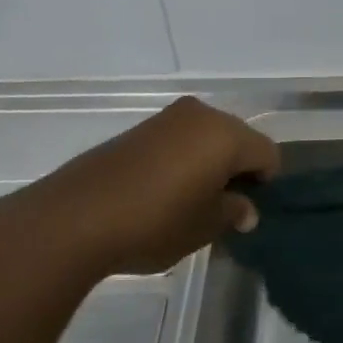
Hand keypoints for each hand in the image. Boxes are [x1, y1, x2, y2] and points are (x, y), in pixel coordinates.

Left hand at [22, 97, 279, 276]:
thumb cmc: (155, 222)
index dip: (265, 181)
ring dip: (209, 161)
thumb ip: (233, 212)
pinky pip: (180, 138)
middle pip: (238, 138)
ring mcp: (169, 117)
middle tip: (224, 205)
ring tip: (192, 199)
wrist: (75, 216)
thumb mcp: (204, 227)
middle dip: (238, 167)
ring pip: (207, 136)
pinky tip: (166, 189)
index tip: (248, 210)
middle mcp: (203, 115)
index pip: (267, 153)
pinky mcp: (141, 127)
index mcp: (228, 134)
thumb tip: (246, 209)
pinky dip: (183, 158)